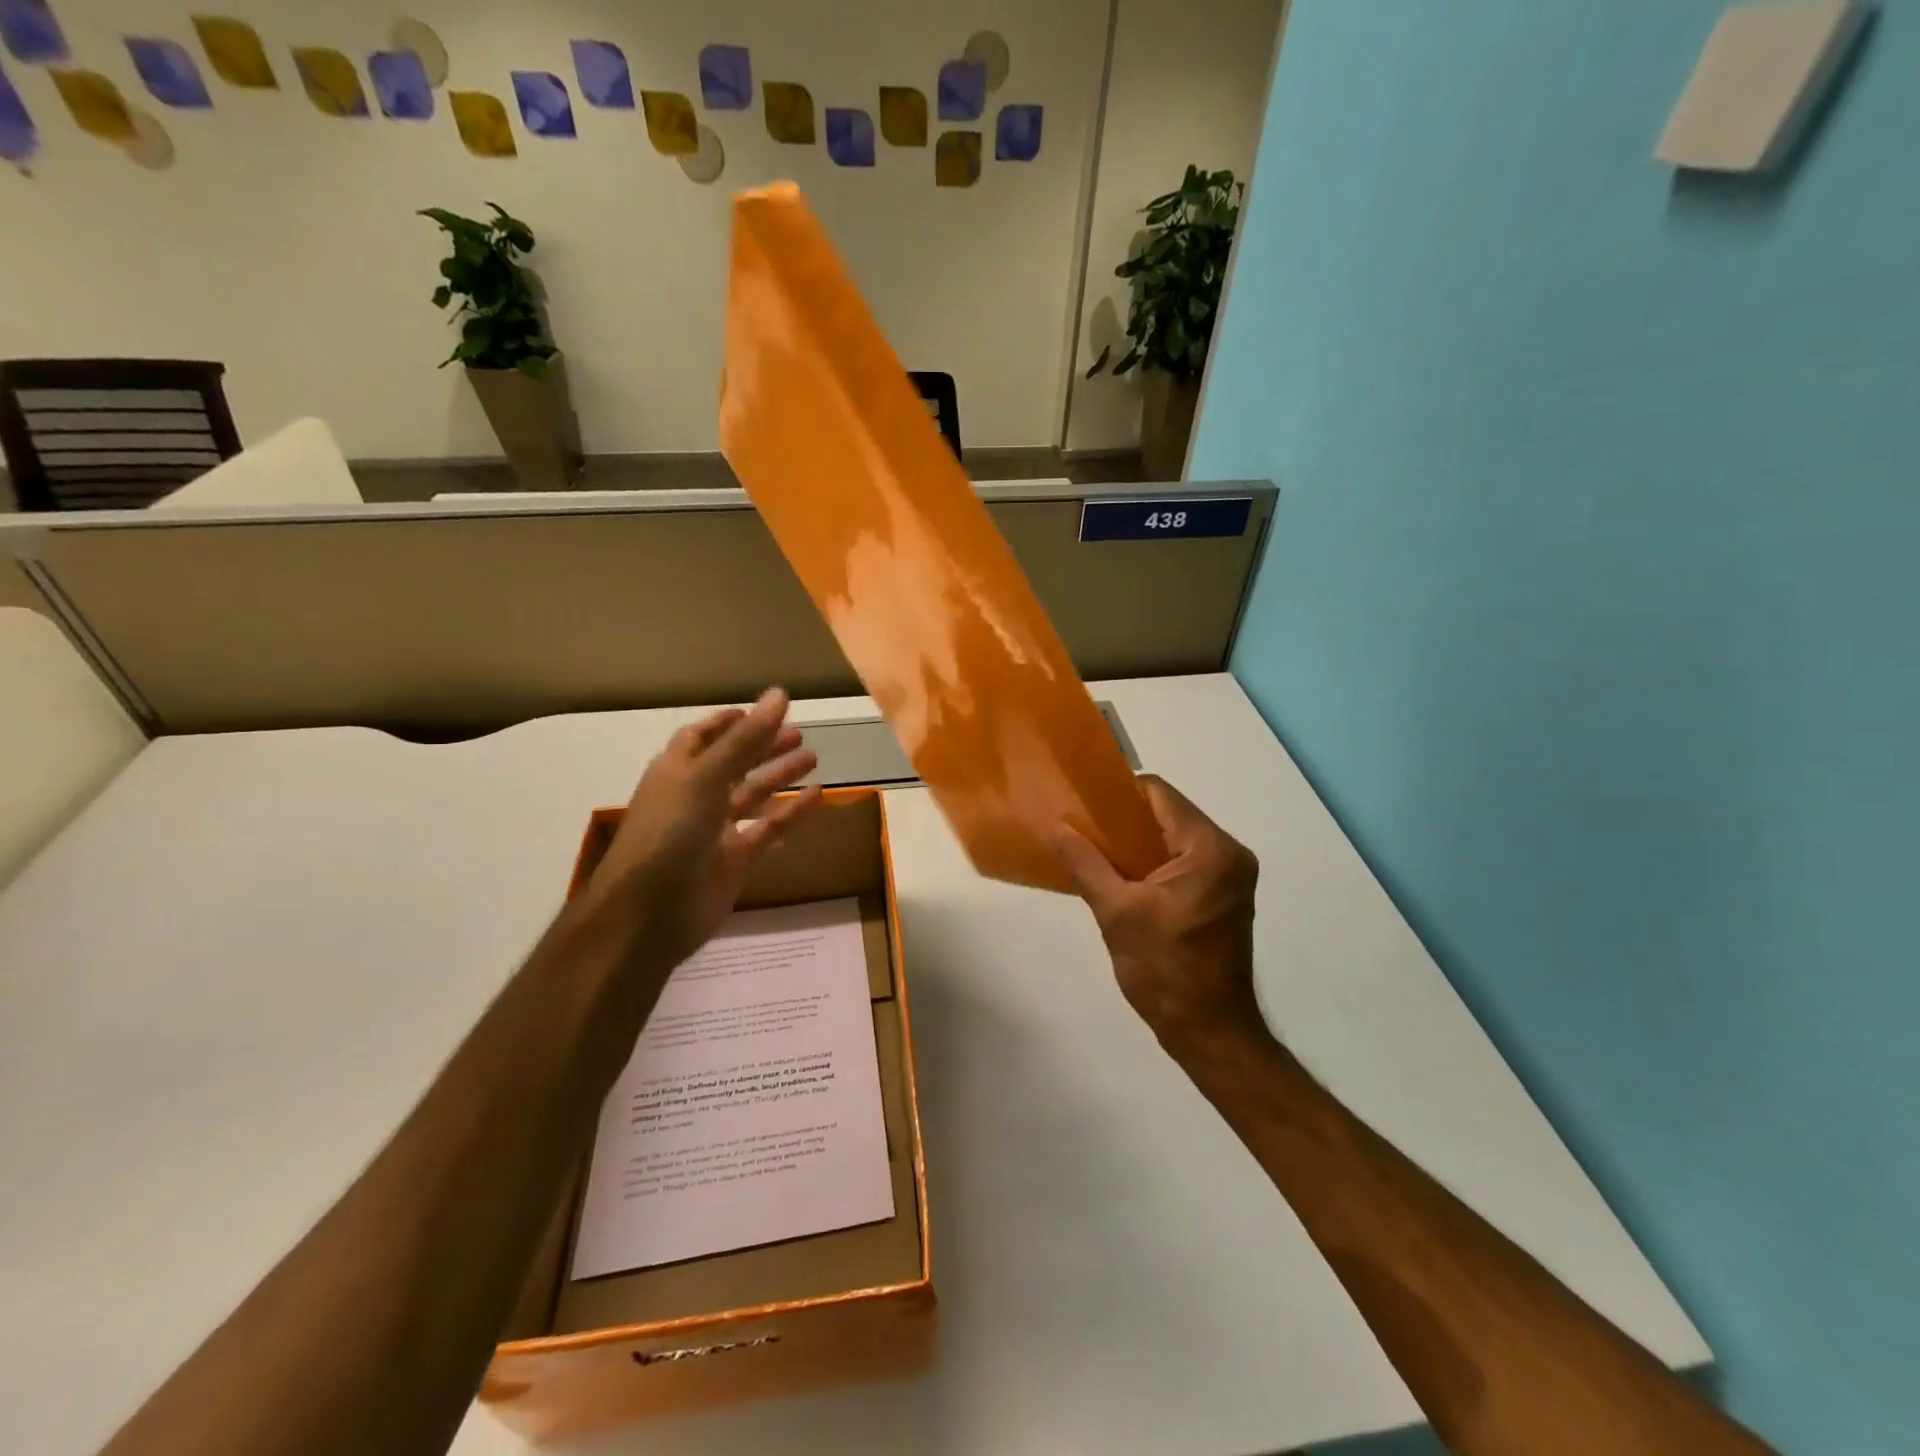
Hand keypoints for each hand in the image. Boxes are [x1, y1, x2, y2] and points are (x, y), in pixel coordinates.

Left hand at [585, 688, 822, 970]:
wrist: (648, 916)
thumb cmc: (668, 835)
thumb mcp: (706, 779)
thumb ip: (745, 739)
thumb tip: (779, 694)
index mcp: (676, 772)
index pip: (701, 738)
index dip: (728, 723)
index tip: (761, 711)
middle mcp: (694, 797)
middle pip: (733, 764)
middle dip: (762, 747)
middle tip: (799, 734)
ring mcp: (714, 831)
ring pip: (752, 795)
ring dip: (779, 776)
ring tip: (813, 758)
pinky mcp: (734, 861)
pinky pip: (767, 830)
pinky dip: (790, 813)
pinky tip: (817, 797)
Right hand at [1049, 775, 1265, 1058]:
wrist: (1210, 1033)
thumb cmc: (1165, 971)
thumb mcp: (1116, 913)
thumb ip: (1085, 862)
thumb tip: (1054, 825)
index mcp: (1210, 849)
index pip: (1159, 794)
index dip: (1117, 794)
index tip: (1080, 805)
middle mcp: (1229, 852)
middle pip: (1167, 813)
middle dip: (1122, 820)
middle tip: (1080, 829)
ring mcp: (1230, 875)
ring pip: (1173, 838)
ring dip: (1135, 843)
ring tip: (1093, 852)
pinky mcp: (1224, 895)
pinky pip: (1183, 861)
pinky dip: (1152, 863)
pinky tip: (1120, 877)